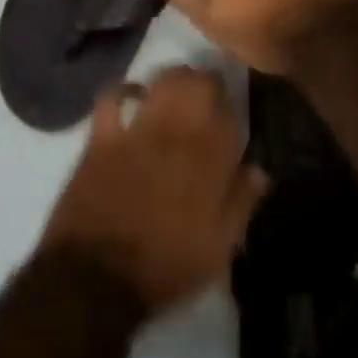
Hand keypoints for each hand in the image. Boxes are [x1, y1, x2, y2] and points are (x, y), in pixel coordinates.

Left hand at [41, 67, 268, 314]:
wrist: (97, 278)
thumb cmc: (166, 266)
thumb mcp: (219, 249)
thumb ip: (242, 203)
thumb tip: (259, 169)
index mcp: (210, 161)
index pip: (230, 112)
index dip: (231, 107)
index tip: (230, 115)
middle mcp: (177, 134)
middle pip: (197, 83)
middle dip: (205, 81)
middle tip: (206, 94)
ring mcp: (137, 130)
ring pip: (162, 80)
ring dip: (173, 79)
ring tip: (176, 89)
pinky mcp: (103, 136)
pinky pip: (113, 96)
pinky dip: (125, 90)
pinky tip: (133, 96)